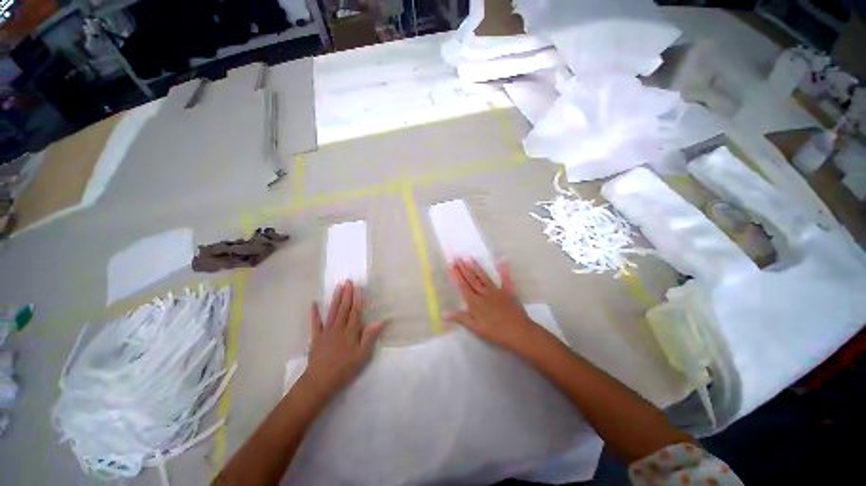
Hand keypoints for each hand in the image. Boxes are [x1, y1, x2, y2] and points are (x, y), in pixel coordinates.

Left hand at [303, 281, 384, 398]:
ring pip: (332, 311)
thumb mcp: (362, 355)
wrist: (320, 381)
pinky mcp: (316, 337)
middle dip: (347, 294)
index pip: (356, 312)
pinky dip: (314, 313)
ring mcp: (326, 331)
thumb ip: (369, 337)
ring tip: (338, 287)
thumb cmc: (344, 368)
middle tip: (348, 281)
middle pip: (344, 308)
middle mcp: (338, 328)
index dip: (357, 299)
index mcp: (351, 332)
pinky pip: (315, 323)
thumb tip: (380, 321)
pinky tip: (314, 303)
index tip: (358, 287)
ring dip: (335, 298)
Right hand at [445, 258, 540, 352]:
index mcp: (474, 301)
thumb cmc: (495, 332)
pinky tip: (502, 260)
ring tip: (469, 258)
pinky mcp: (508, 291)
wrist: (518, 332)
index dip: (457, 275)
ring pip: (483, 276)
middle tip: (457, 257)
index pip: (463, 286)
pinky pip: (505, 279)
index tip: (451, 265)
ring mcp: (496, 291)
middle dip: (463, 268)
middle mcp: (484, 293)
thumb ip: (460, 318)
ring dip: (476, 267)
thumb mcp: (475, 328)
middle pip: (471, 278)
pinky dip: (504, 270)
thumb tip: (443, 313)